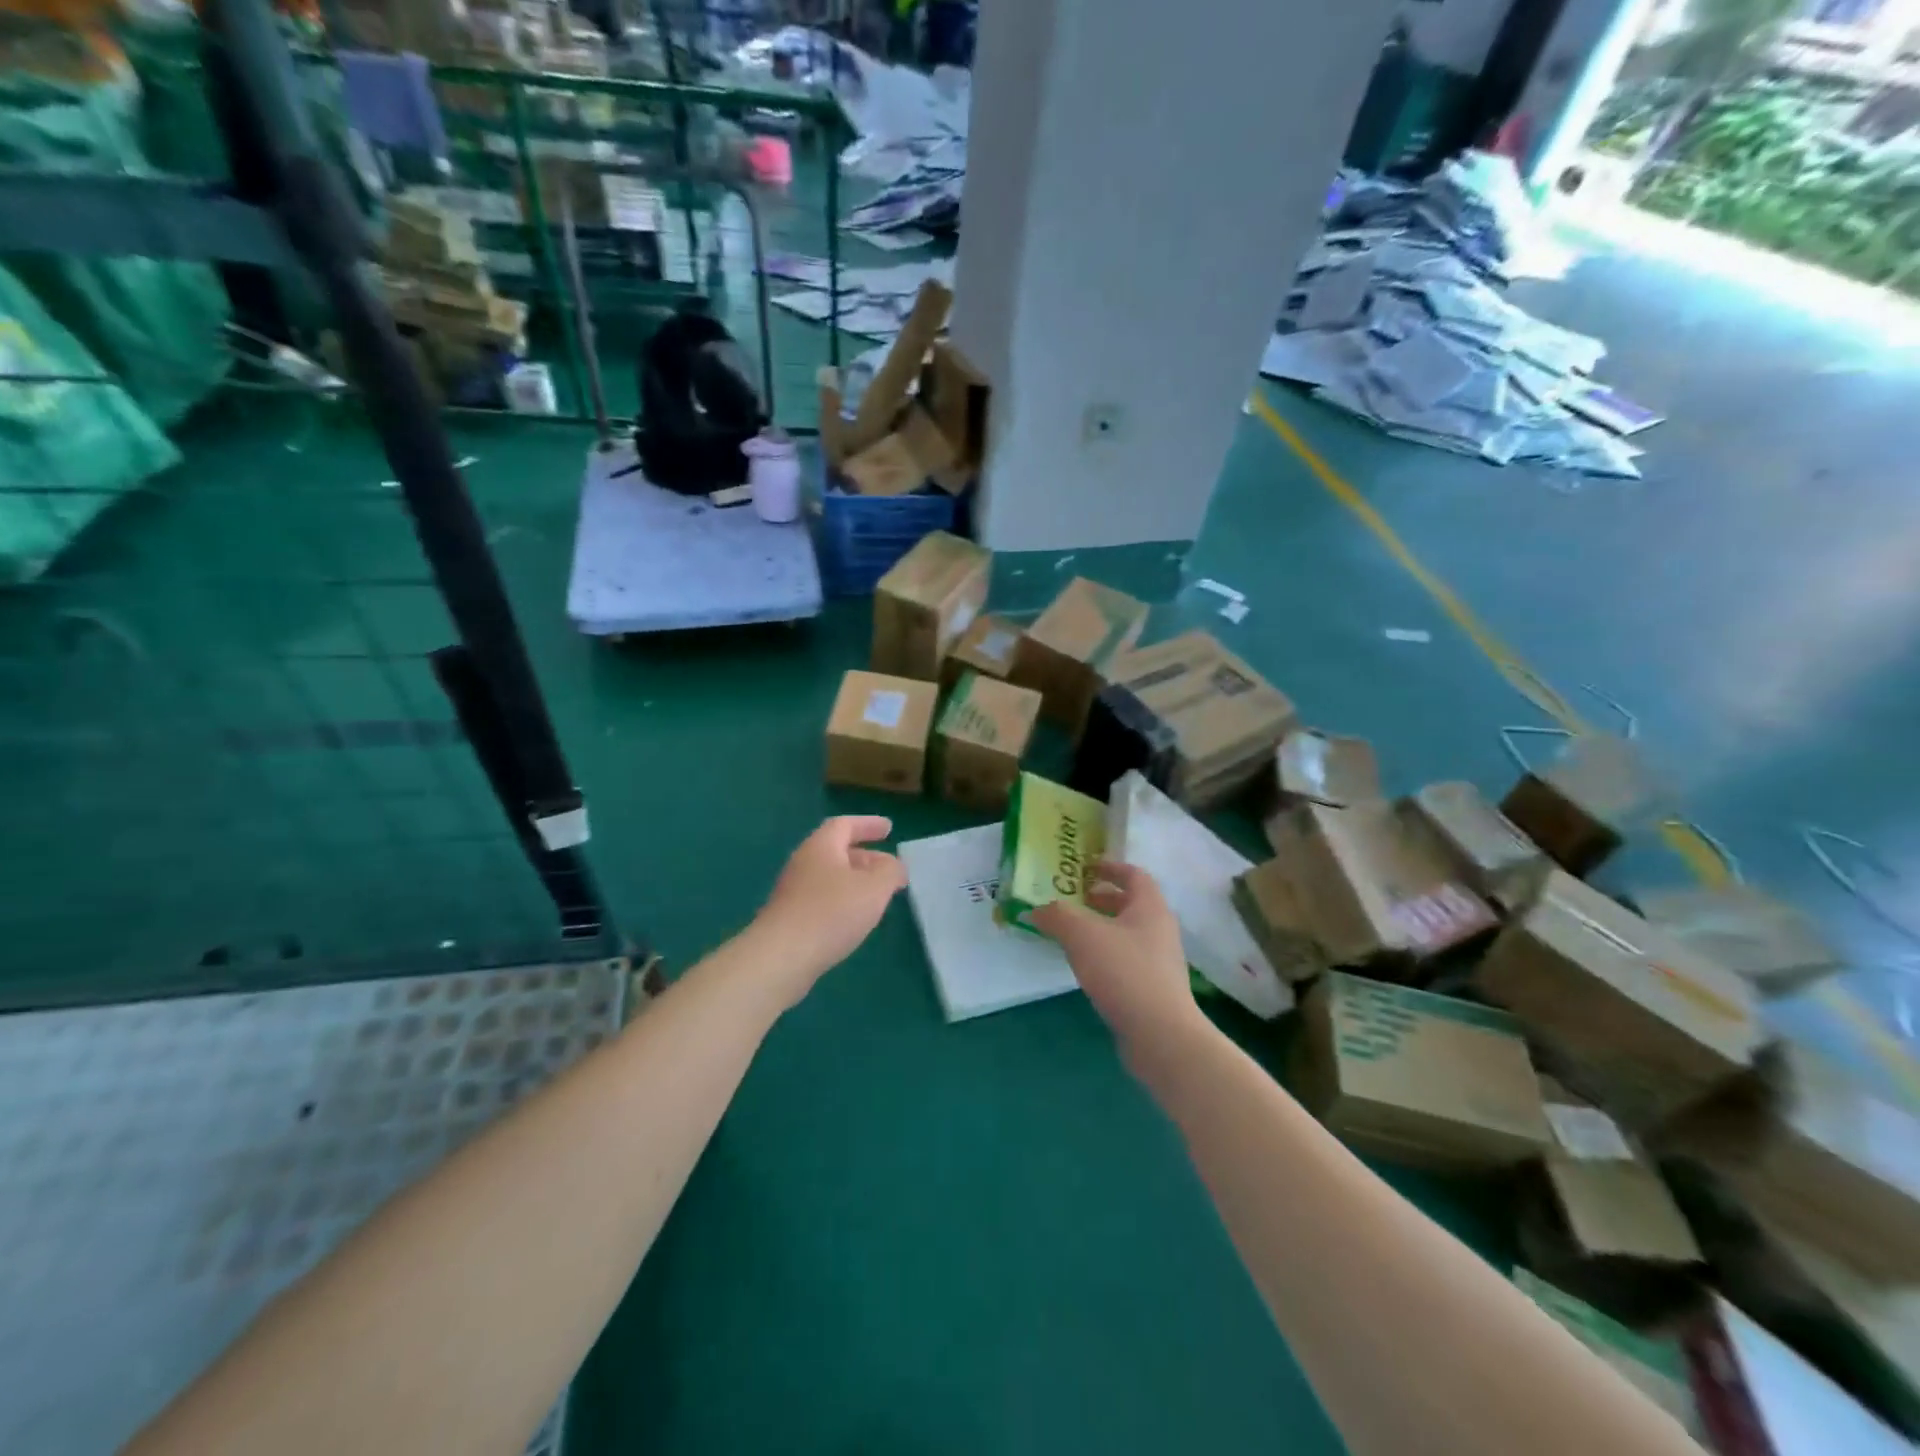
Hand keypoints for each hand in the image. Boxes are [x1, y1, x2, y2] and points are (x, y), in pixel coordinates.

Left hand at [752, 816, 906, 1002]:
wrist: (781, 957)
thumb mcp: (874, 888)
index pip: (845, 825)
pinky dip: (844, 901)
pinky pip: (823, 899)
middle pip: (837, 851)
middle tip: (890, 869)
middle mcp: (804, 863)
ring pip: (831, 877)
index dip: (868, 824)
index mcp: (821, 847)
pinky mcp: (790, 918)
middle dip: (867, 857)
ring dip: (856, 881)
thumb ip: (890, 872)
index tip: (889, 829)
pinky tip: (855, 920)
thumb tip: (895, 866)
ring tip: (878, 896)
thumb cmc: (831, 913)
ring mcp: (793, 891)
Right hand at [1031, 861, 1201, 1046]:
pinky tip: (1085, 967)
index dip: (1109, 866)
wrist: (1161, 1035)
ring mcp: (1159, 961)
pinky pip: (1126, 959)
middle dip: (1101, 899)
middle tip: (1072, 900)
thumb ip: (1057, 916)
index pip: (1134, 874)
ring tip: (1072, 934)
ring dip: (1101, 928)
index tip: (1084, 868)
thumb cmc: (1125, 972)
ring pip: (1127, 933)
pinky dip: (1105, 954)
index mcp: (1150, 907)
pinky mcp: (1153, 989)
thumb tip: (1036, 910)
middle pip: (1131, 903)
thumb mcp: (1083, 935)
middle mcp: (1160, 929)